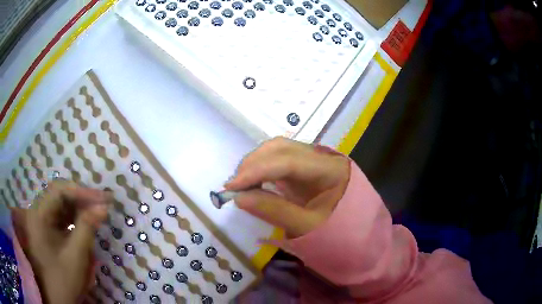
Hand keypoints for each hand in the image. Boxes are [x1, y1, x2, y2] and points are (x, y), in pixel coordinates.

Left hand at [11, 181, 109, 303]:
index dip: (82, 192)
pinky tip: (87, 219)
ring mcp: (42, 220)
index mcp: (39, 216)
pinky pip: (62, 216)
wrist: (58, 299)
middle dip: (82, 198)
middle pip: (60, 195)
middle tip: (103, 202)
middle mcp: (38, 212)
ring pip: (61, 204)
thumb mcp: (76, 255)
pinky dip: (75, 216)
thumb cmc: (64, 279)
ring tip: (97, 209)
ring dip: (79, 206)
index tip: (104, 198)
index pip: (59, 191)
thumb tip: (104, 207)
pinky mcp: (48, 228)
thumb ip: (87, 227)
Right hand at [225, 137, 349, 237]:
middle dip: (254, 162)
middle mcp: (323, 157)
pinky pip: (280, 160)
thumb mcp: (306, 227)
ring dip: (257, 163)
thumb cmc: (337, 234)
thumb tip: (239, 197)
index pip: (289, 161)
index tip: (232, 186)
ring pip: (279, 150)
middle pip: (282, 148)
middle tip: (234, 185)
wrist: (356, 235)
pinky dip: (263, 168)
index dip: (258, 171)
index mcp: (332, 169)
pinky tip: (253, 181)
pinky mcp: (305, 168)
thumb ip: (273, 211)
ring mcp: (314, 160)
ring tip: (241, 183)